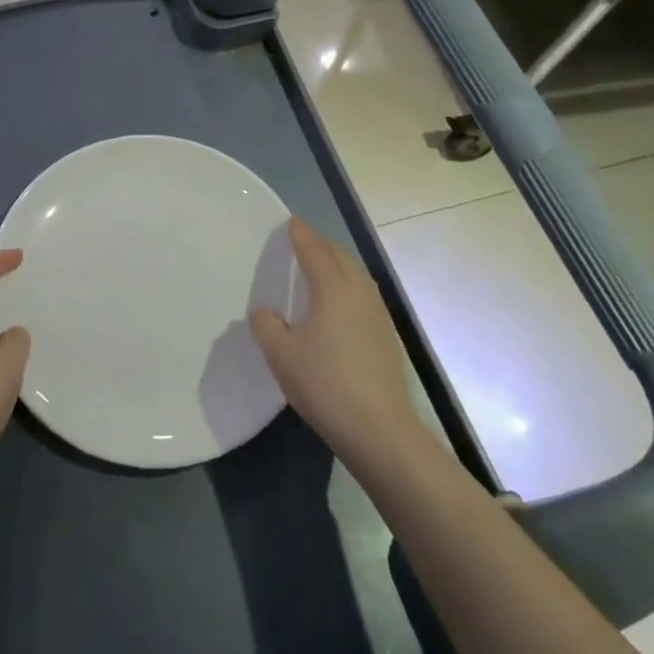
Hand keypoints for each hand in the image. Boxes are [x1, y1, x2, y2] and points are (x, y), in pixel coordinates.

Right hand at [250, 219, 418, 467]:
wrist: (379, 429)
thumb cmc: (325, 384)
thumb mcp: (281, 356)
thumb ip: (267, 326)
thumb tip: (266, 313)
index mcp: (333, 289)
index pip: (315, 251)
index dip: (302, 236)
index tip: (291, 223)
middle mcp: (359, 293)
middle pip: (341, 258)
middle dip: (322, 245)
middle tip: (304, 241)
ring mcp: (378, 315)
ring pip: (358, 276)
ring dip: (339, 264)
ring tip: (322, 267)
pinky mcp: (387, 337)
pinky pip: (365, 295)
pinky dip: (350, 286)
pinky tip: (341, 304)